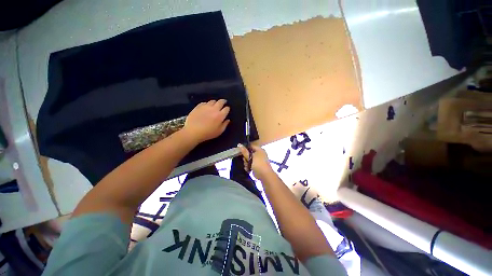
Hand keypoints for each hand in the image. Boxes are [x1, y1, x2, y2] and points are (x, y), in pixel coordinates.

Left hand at [183, 99, 229, 143]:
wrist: (193, 131)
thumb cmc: (208, 133)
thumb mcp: (219, 131)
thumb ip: (225, 125)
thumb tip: (228, 120)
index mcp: (220, 115)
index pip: (226, 109)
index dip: (228, 108)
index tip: (227, 109)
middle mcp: (214, 109)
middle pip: (220, 102)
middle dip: (223, 101)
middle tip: (224, 102)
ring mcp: (206, 106)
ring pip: (212, 101)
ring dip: (215, 102)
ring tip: (215, 105)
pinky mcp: (198, 106)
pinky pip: (204, 103)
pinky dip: (207, 104)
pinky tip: (206, 107)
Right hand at [238, 144, 273, 178]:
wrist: (264, 175)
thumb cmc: (258, 164)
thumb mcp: (250, 157)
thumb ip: (244, 151)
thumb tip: (239, 144)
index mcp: (259, 150)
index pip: (250, 146)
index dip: (245, 148)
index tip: (240, 152)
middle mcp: (259, 154)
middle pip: (249, 153)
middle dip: (245, 158)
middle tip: (245, 161)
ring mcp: (258, 160)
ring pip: (249, 159)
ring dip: (246, 163)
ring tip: (247, 166)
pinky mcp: (257, 165)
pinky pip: (251, 164)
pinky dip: (249, 166)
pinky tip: (248, 169)